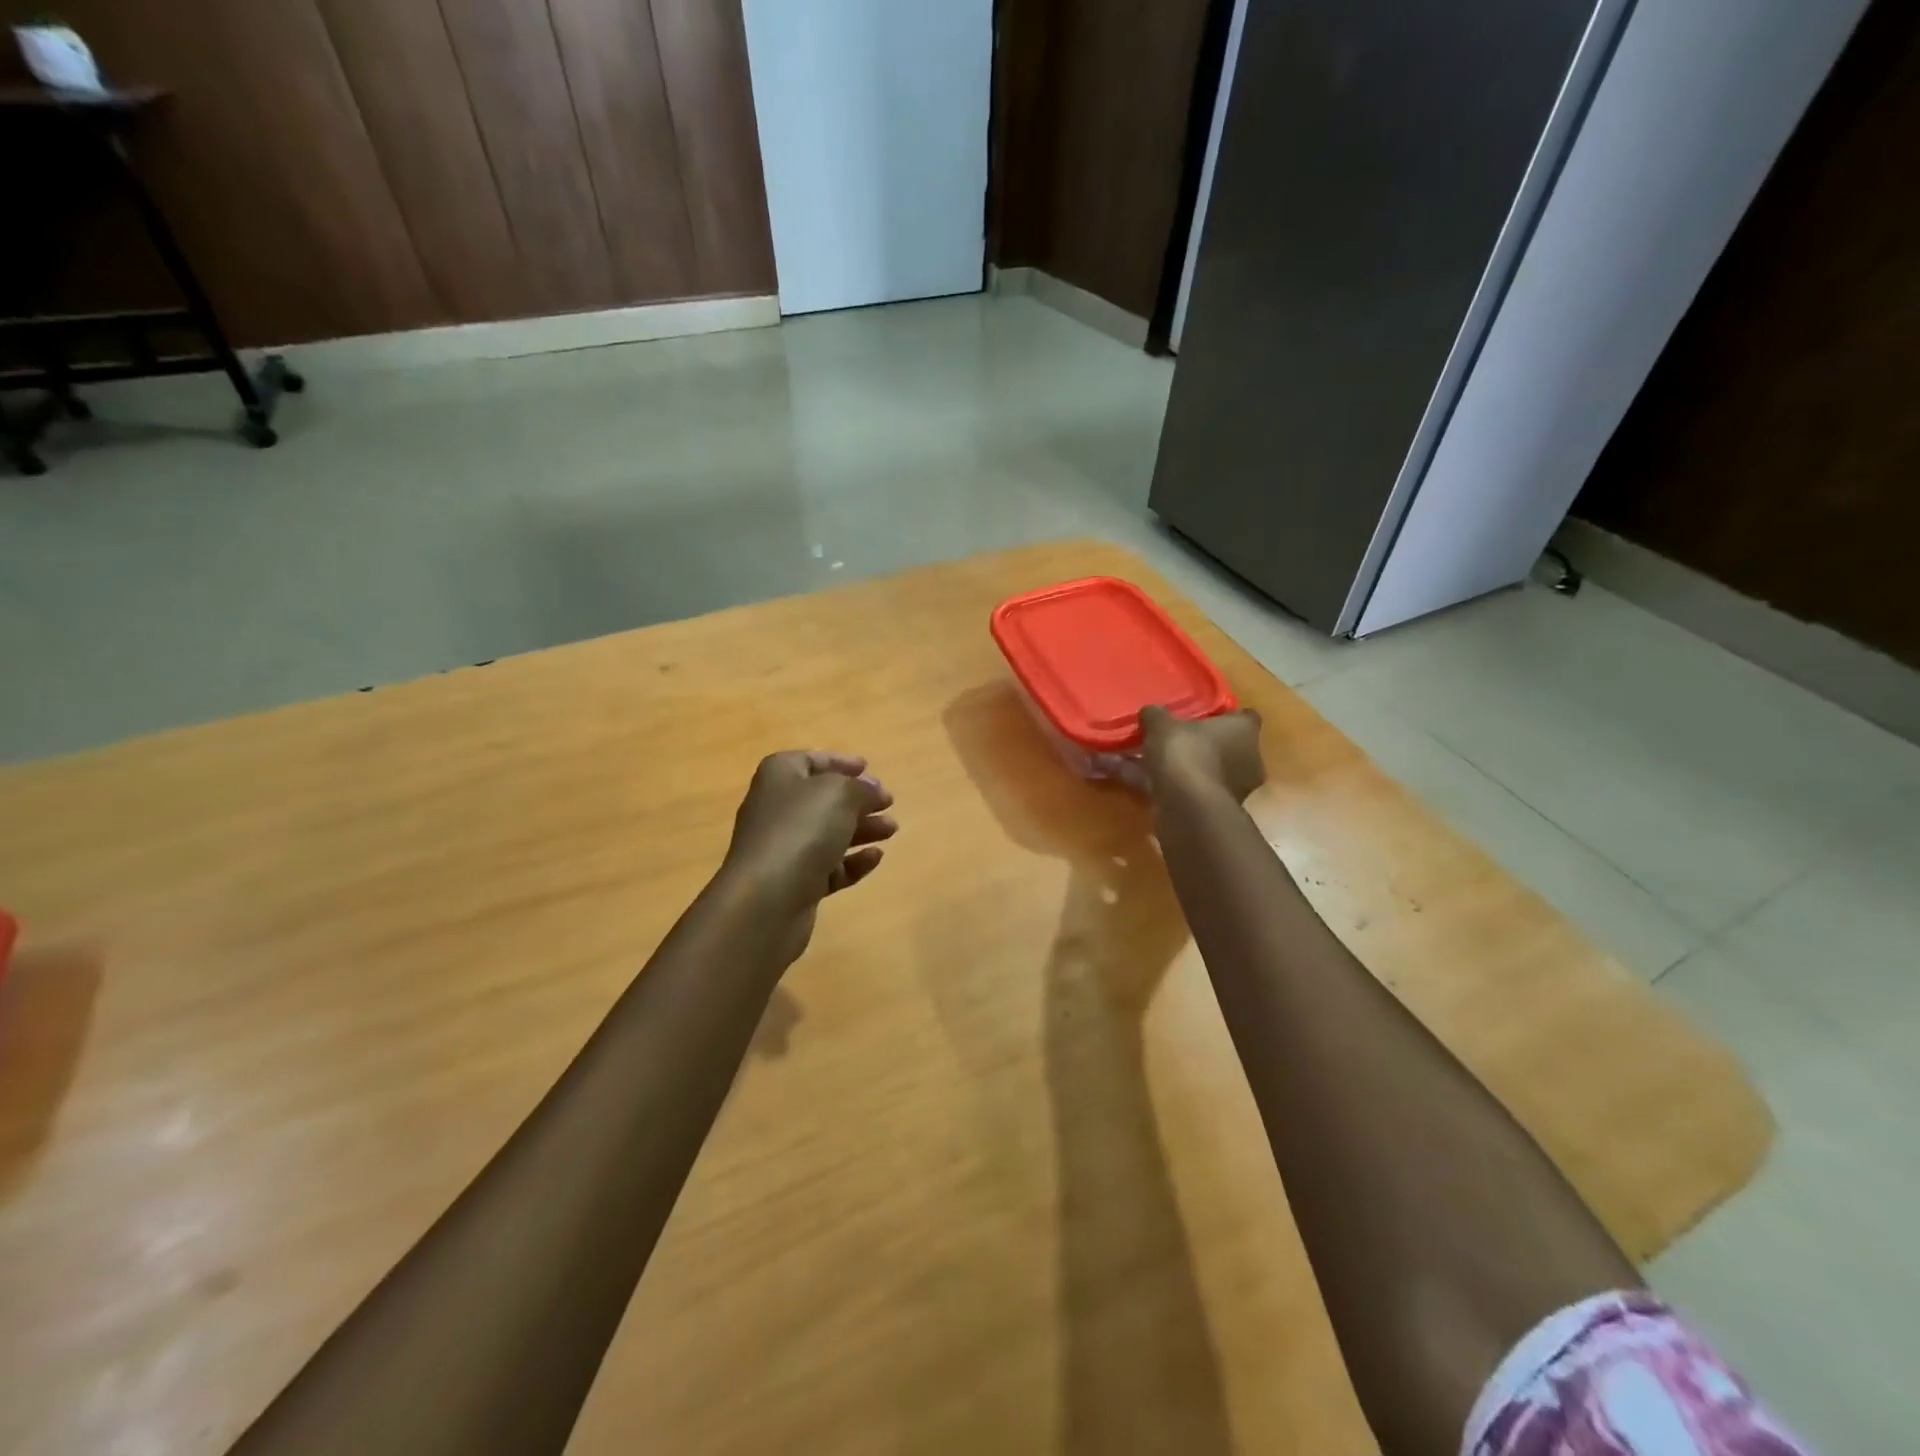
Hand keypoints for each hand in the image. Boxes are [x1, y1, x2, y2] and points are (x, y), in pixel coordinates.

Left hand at [720, 751, 896, 961]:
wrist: (767, 899)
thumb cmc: (801, 830)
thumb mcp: (840, 795)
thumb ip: (862, 788)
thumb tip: (873, 790)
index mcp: (780, 776)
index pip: (810, 761)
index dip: (838, 762)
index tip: (867, 767)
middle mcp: (777, 809)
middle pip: (822, 799)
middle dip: (857, 800)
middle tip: (888, 803)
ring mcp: (783, 848)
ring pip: (828, 833)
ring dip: (862, 829)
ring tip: (892, 830)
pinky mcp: (794, 883)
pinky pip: (828, 867)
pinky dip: (852, 861)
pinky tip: (876, 858)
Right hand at [1139, 706, 1265, 802]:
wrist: (1187, 807)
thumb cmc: (1186, 753)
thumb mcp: (1162, 725)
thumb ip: (1156, 715)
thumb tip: (1150, 712)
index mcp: (1244, 732)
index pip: (1244, 717)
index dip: (1224, 716)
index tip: (1202, 715)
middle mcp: (1245, 760)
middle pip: (1221, 746)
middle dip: (1196, 744)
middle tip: (1167, 738)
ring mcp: (1229, 788)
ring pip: (1197, 771)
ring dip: (1172, 766)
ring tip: (1134, 757)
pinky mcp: (1208, 809)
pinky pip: (1181, 789)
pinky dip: (1157, 784)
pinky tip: (1125, 777)